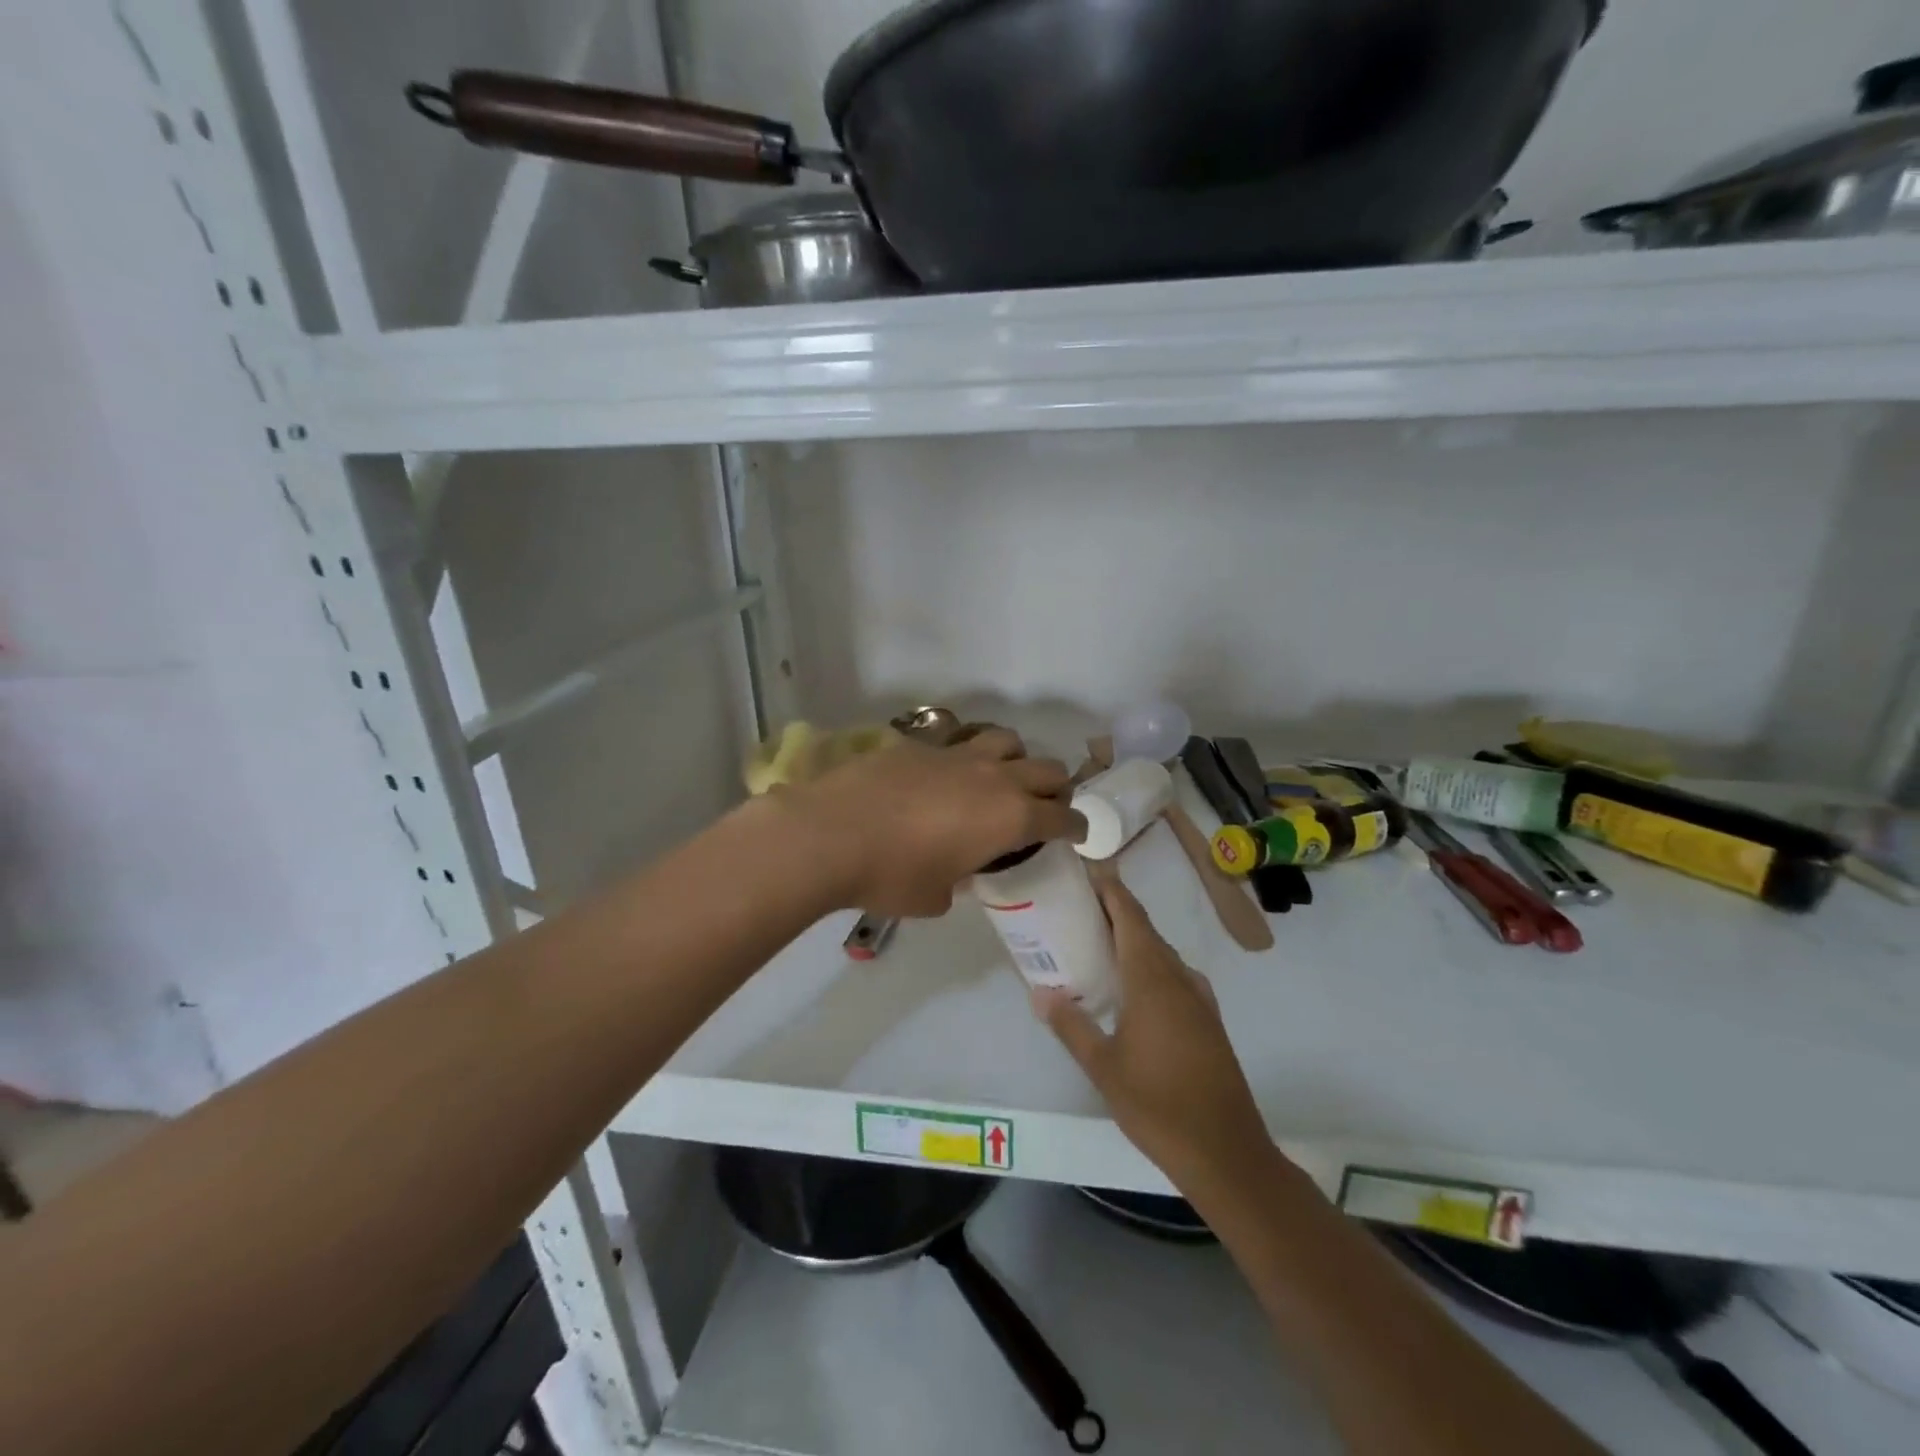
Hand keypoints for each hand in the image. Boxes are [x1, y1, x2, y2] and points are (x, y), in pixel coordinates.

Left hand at [787, 727, 1081, 916]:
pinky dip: (967, 757)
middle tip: (1043, 807)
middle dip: (1055, 789)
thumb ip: (960, 881)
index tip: (1077, 833)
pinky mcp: (922, 744)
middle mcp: (994, 778)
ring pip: (1008, 740)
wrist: (831, 834)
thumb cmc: (891, 876)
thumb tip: (958, 873)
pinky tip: (945, 777)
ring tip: (999, 779)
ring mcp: (958, 754)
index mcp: (1010, 818)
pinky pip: (959, 741)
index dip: (1076, 827)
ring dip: (1016, 759)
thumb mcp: (936, 896)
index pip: (1063, 816)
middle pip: (1047, 769)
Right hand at [1033, 878, 1272, 1194]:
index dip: (1110, 890)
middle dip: (1115, 911)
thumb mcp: (1103, 1067)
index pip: (1130, 916)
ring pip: (1161, 953)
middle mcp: (1179, 978)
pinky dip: (1149, 965)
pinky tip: (1132, 987)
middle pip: (1145, 930)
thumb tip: (1040, 993)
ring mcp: (1199, 999)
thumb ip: (1071, 1025)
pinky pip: (1173, 976)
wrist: (1226, 1152)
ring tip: (1096, 941)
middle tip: (1077, 907)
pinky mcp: (1208, 1020)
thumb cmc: (1158, 1104)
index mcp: (1152, 978)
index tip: (1085, 872)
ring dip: (1132, 939)